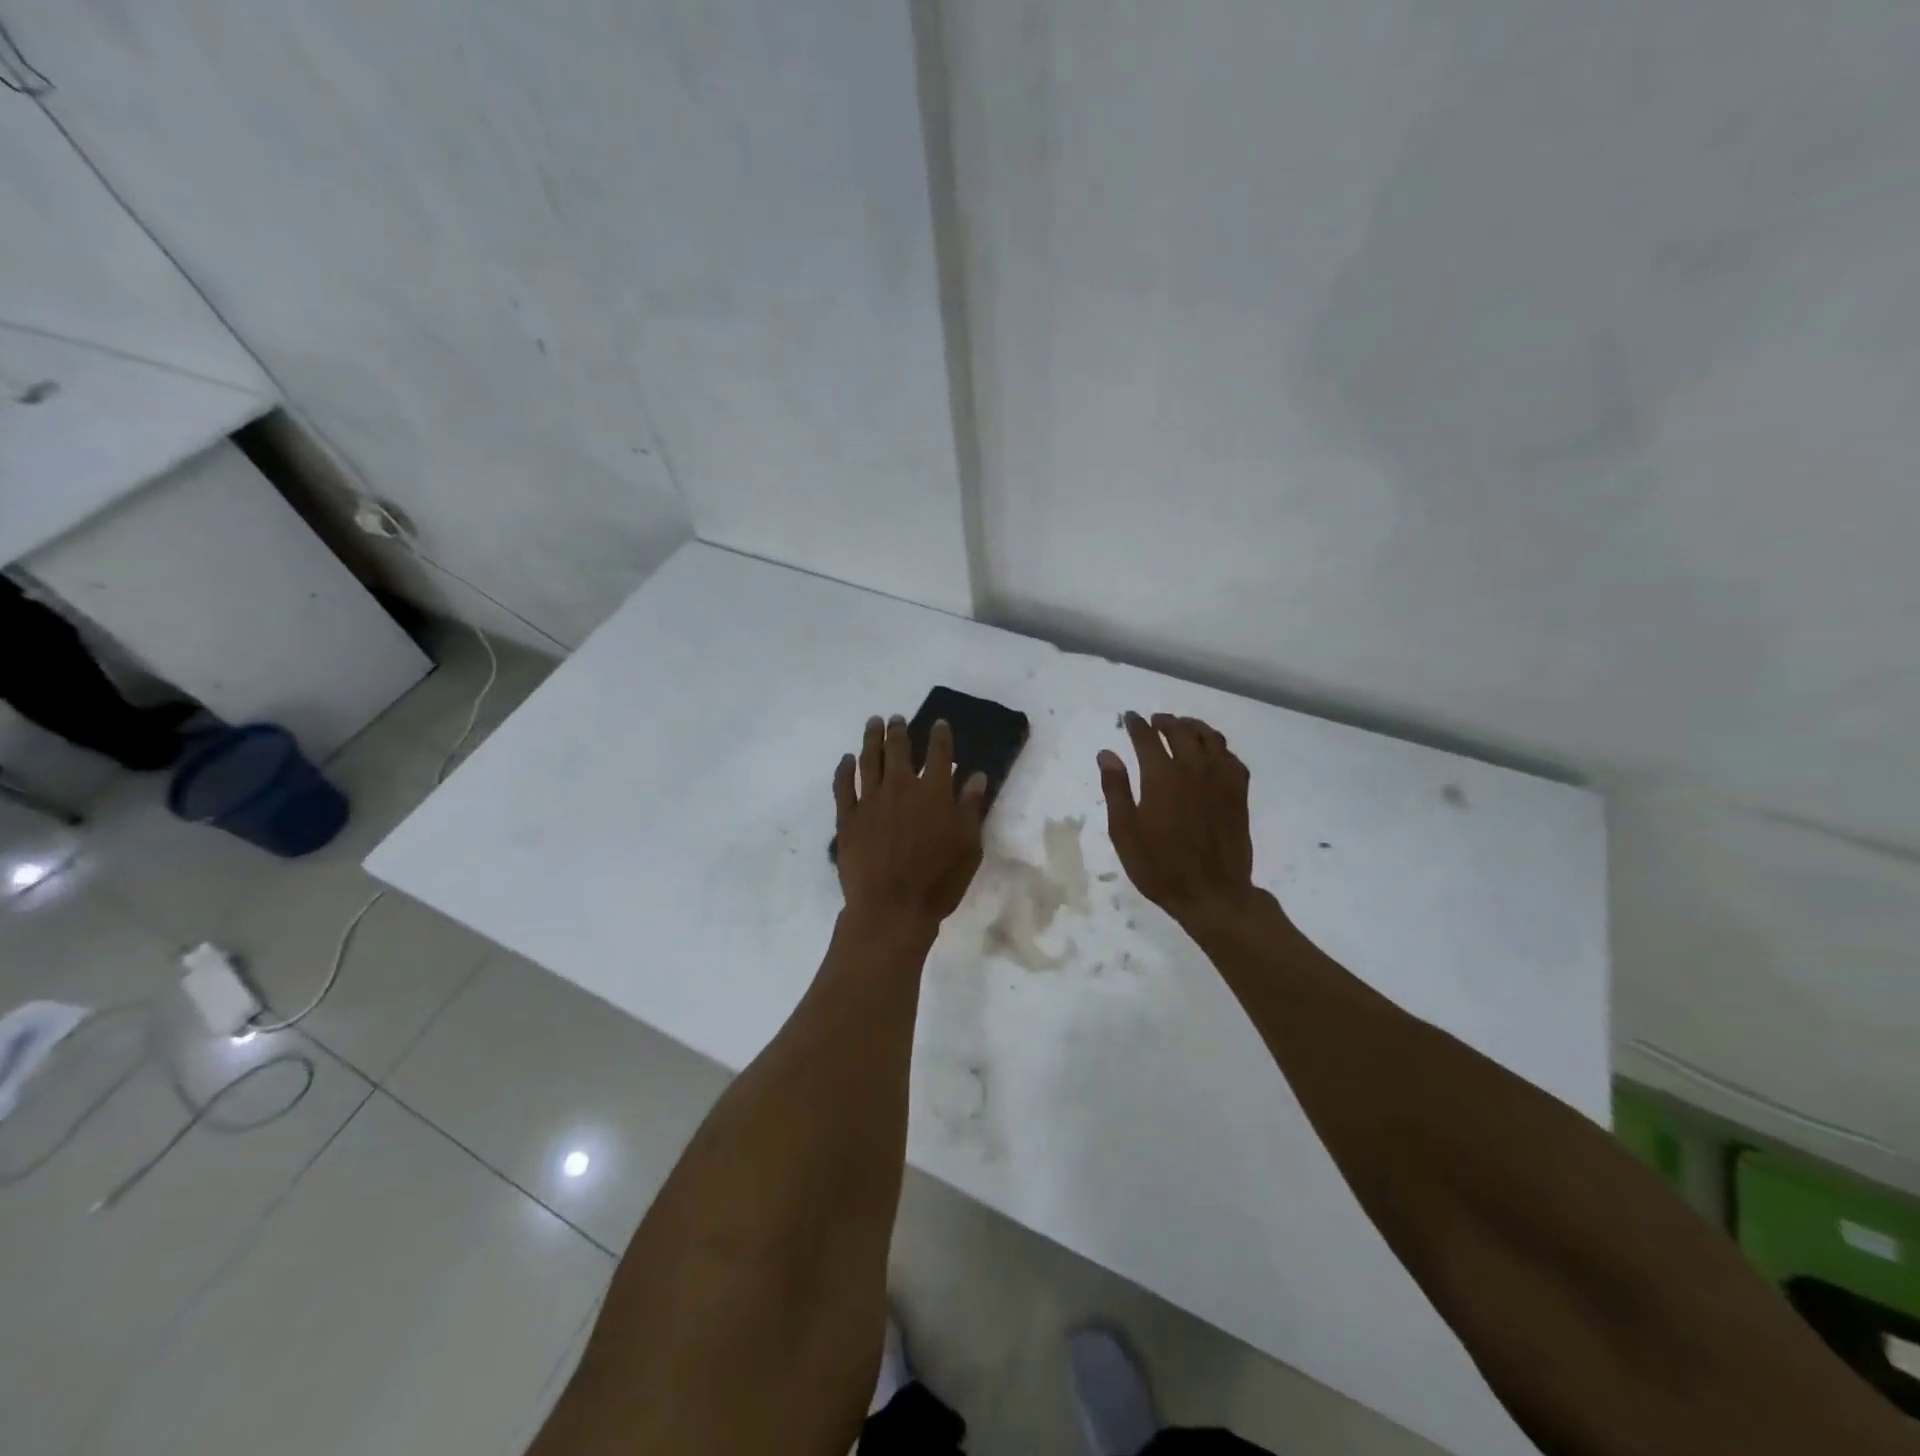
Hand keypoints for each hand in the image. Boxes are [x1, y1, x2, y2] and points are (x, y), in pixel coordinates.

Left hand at [834, 715, 987, 934]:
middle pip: (898, 750)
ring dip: (871, 739)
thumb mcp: (969, 847)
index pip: (939, 753)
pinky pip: (843, 786)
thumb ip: (971, 808)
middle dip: (898, 731)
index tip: (939, 723)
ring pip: (869, 760)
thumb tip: (977, 776)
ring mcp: (870, 801)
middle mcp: (901, 787)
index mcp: (934, 792)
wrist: (891, 908)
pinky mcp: (847, 818)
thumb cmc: (938, 881)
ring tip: (873, 724)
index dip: (940, 735)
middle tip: (896, 719)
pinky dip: (845, 769)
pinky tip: (846, 760)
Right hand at [1099, 712, 1257, 926]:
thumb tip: (1107, 754)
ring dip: (1193, 727)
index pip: (1147, 738)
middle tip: (1155, 721)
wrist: (1212, 894)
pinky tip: (1213, 754)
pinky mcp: (1239, 793)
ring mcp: (1221, 779)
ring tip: (1183, 728)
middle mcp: (1193, 769)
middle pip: (1181, 730)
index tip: (1129, 718)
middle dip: (1165, 721)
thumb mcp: (1125, 832)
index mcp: (1162, 776)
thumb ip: (1116, 789)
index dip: (1136, 725)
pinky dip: (1219, 748)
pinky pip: (1232, 758)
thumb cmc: (1160, 866)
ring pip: (1210, 738)